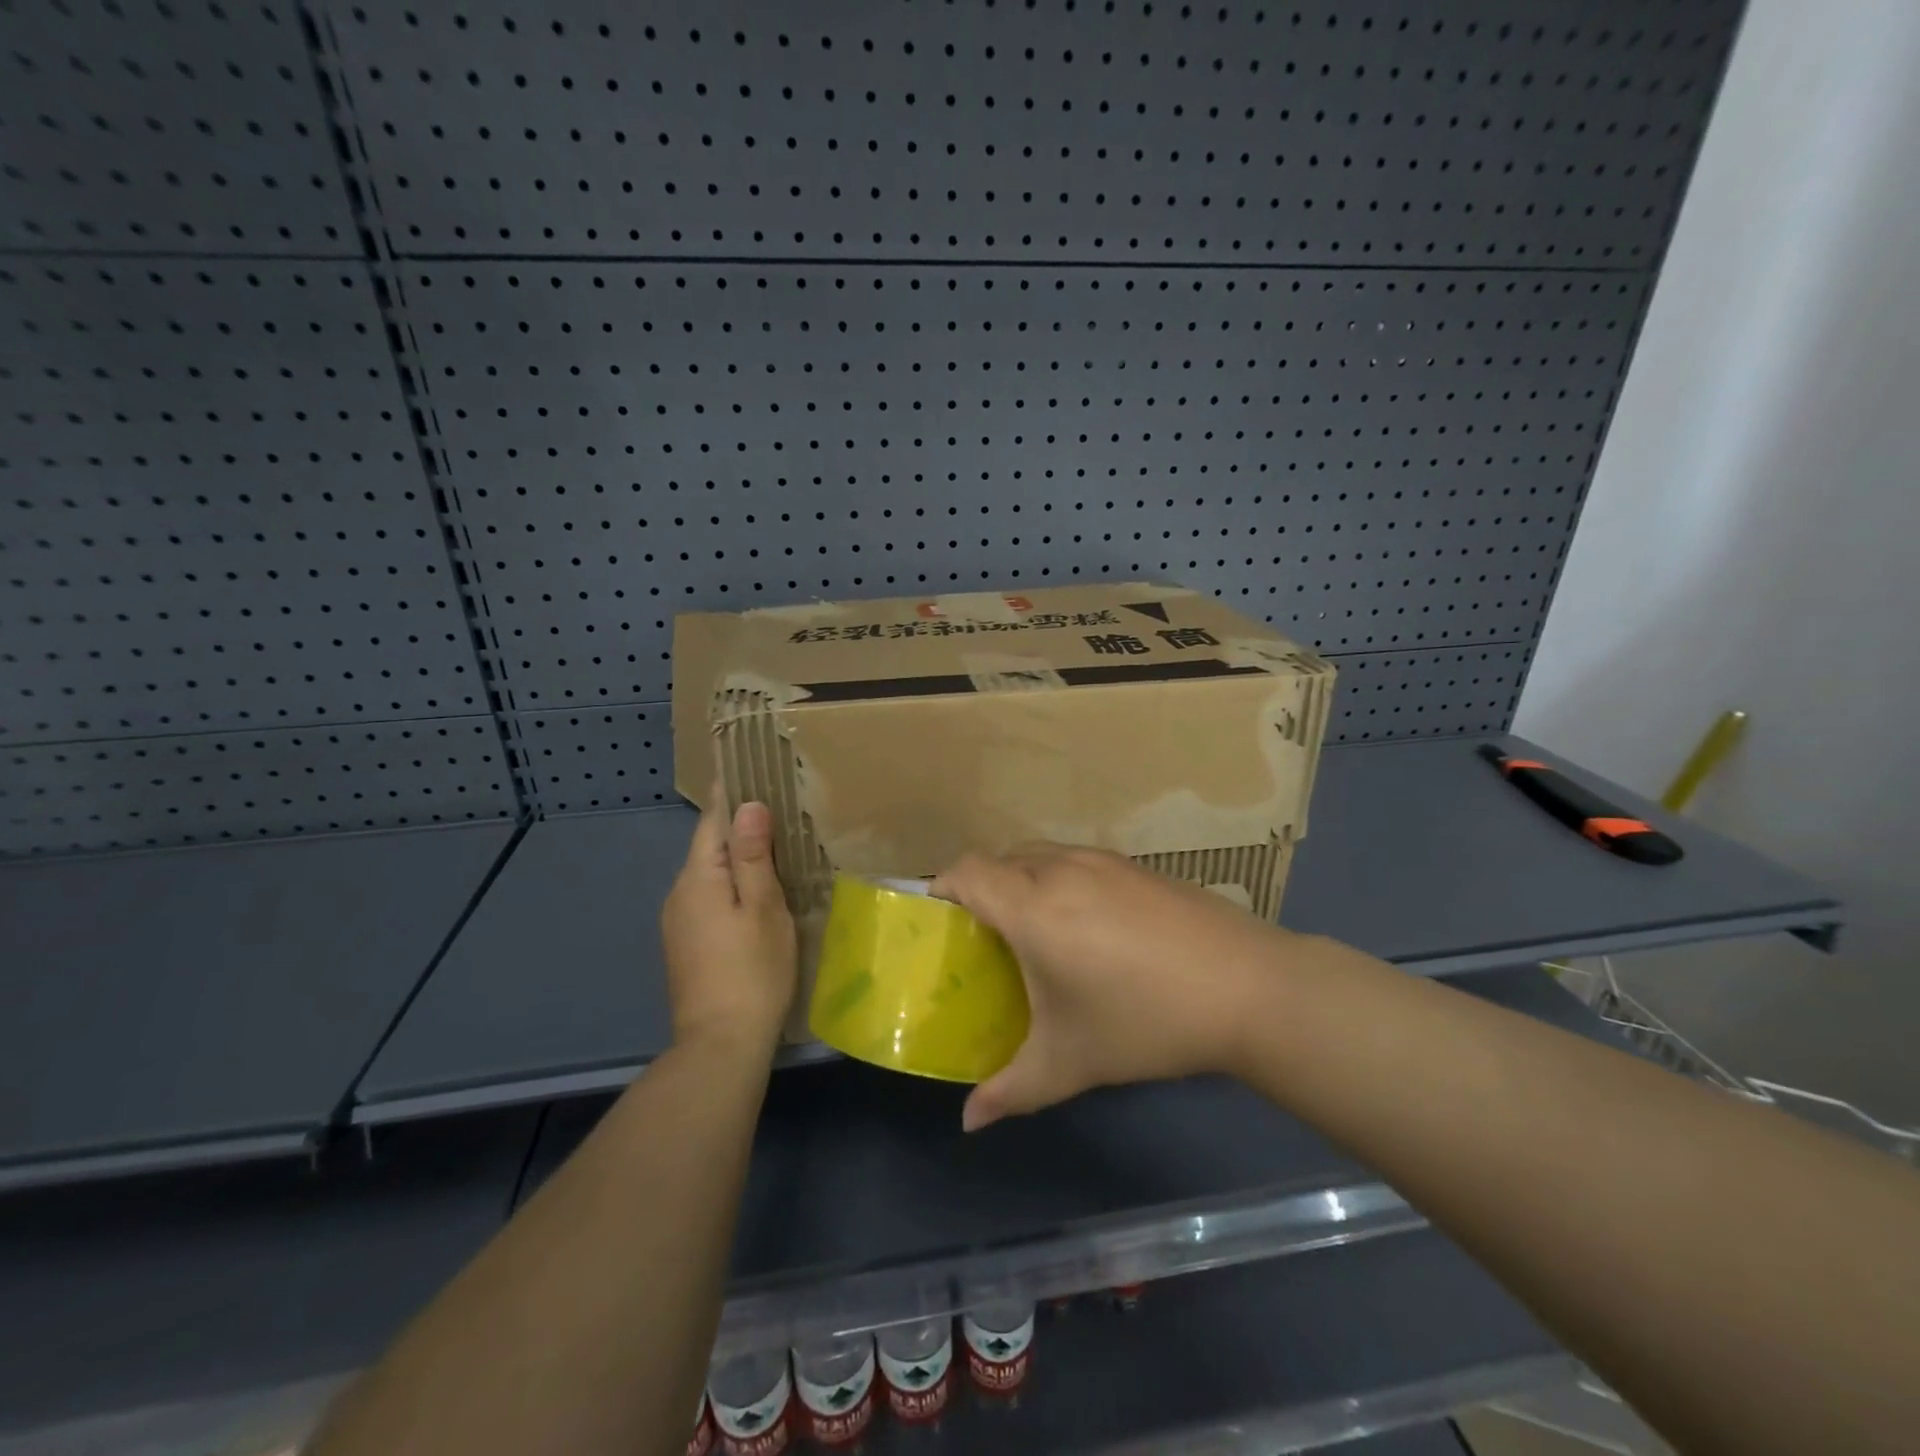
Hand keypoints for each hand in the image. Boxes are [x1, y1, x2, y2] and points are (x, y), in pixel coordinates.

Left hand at [660, 792, 796, 1056]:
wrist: (719, 1046)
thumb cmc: (751, 971)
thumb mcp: (763, 908)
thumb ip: (752, 856)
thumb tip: (748, 804)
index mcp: (698, 878)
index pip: (712, 821)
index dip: (731, 794)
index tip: (751, 767)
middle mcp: (679, 894)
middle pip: (709, 847)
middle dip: (739, 826)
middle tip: (779, 807)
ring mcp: (678, 923)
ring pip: (710, 875)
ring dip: (737, 858)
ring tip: (775, 847)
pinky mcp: (685, 946)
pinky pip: (709, 899)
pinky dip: (731, 886)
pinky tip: (756, 894)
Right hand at [932, 845, 1318, 1130]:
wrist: (1249, 988)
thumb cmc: (1145, 1022)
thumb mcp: (1070, 1062)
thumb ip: (1011, 1090)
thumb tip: (970, 1122)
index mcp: (1033, 906)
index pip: (967, 871)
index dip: (943, 887)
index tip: (941, 921)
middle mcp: (1062, 868)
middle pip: (1000, 858)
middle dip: (982, 888)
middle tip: (986, 937)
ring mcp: (1104, 861)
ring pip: (1041, 854)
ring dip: (1023, 880)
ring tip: (1036, 930)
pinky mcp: (1138, 865)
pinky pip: (1078, 860)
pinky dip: (1062, 880)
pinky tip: (1090, 927)